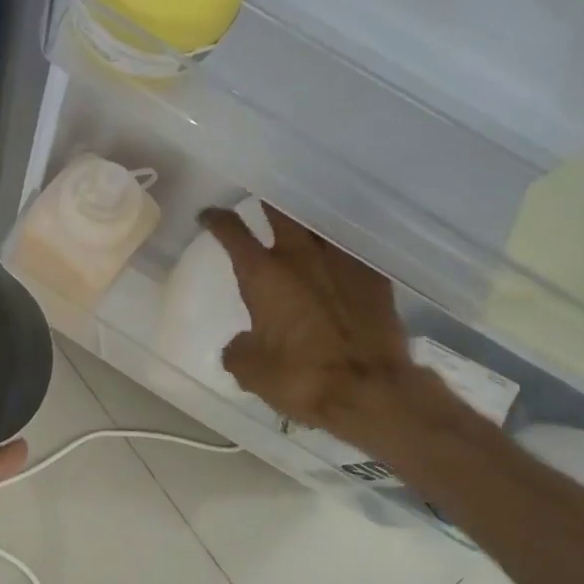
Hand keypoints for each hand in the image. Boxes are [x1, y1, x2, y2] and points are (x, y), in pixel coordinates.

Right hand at [200, 203, 409, 432]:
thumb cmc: (302, 376)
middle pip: (279, 209)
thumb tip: (240, 344)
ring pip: (319, 222)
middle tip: (260, 194)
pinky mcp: (374, 275)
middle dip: (266, 199)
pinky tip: (338, 252)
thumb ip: (238, 350)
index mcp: (262, 274)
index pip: (231, 231)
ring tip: (301, 218)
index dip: (216, 219)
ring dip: (306, 218)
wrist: (371, 389)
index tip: (209, 215)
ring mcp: (340, 260)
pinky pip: (351, 247)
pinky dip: (339, 245)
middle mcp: (300, 256)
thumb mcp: (252, 372)